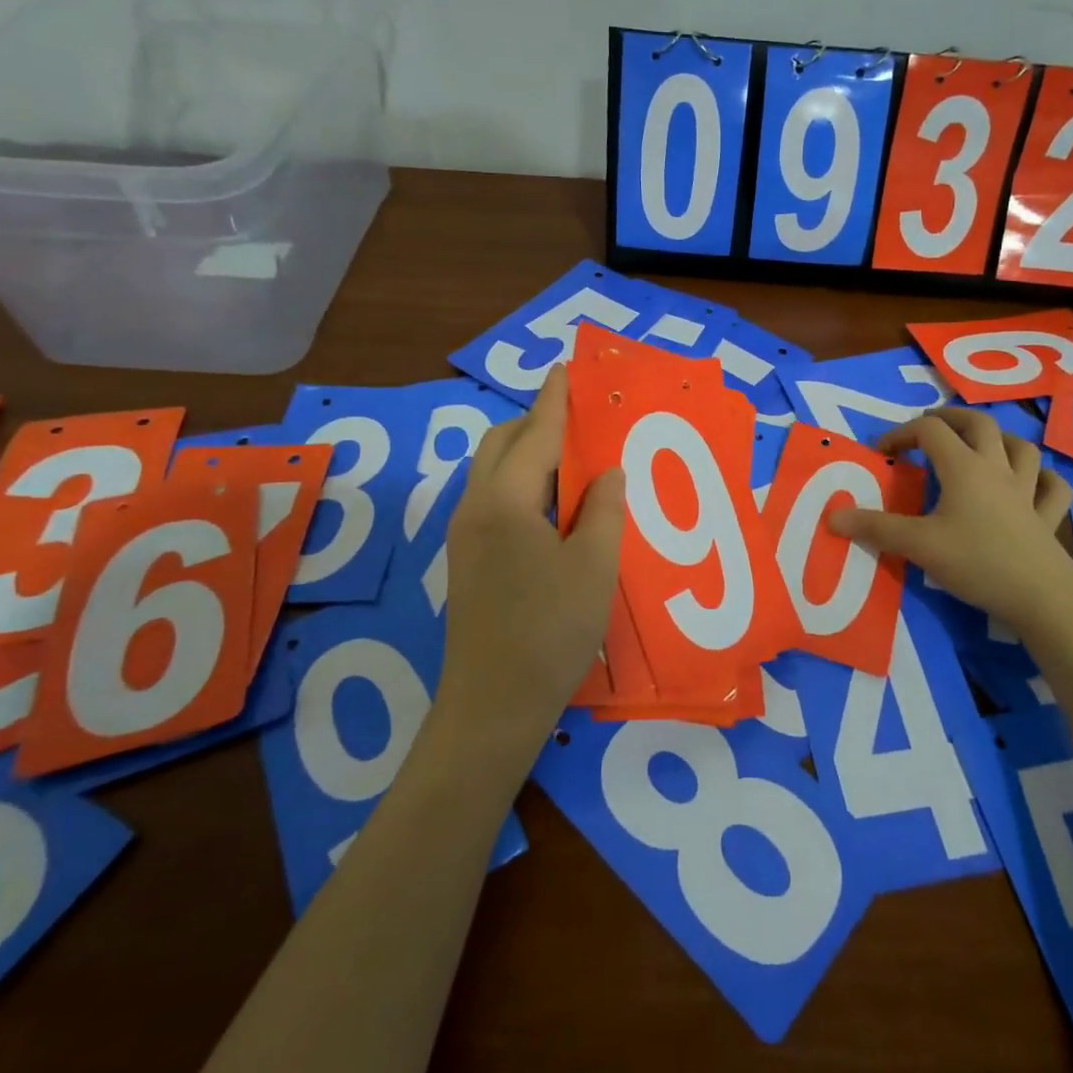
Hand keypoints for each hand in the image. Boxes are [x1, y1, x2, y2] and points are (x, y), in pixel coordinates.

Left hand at [438, 365, 624, 748]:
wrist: (493, 704)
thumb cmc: (550, 631)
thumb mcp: (594, 566)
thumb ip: (603, 509)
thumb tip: (607, 472)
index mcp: (505, 501)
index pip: (535, 434)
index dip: (554, 400)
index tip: (564, 368)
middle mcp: (475, 507)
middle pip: (501, 444)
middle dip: (535, 422)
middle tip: (577, 419)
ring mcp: (464, 534)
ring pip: (493, 471)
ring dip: (527, 453)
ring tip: (571, 458)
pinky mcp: (466, 558)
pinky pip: (492, 498)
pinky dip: (521, 482)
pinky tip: (552, 504)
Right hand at [829, 407, 1072, 632]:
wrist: (1041, 597)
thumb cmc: (975, 562)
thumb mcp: (918, 545)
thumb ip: (875, 528)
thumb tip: (833, 517)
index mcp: (964, 467)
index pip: (930, 430)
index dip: (902, 433)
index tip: (883, 454)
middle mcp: (997, 469)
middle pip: (978, 423)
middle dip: (951, 418)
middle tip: (929, 428)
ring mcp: (1028, 491)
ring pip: (1021, 447)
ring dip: (999, 439)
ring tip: (981, 446)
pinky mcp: (1047, 517)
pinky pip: (1053, 488)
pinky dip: (1044, 479)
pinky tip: (1035, 484)